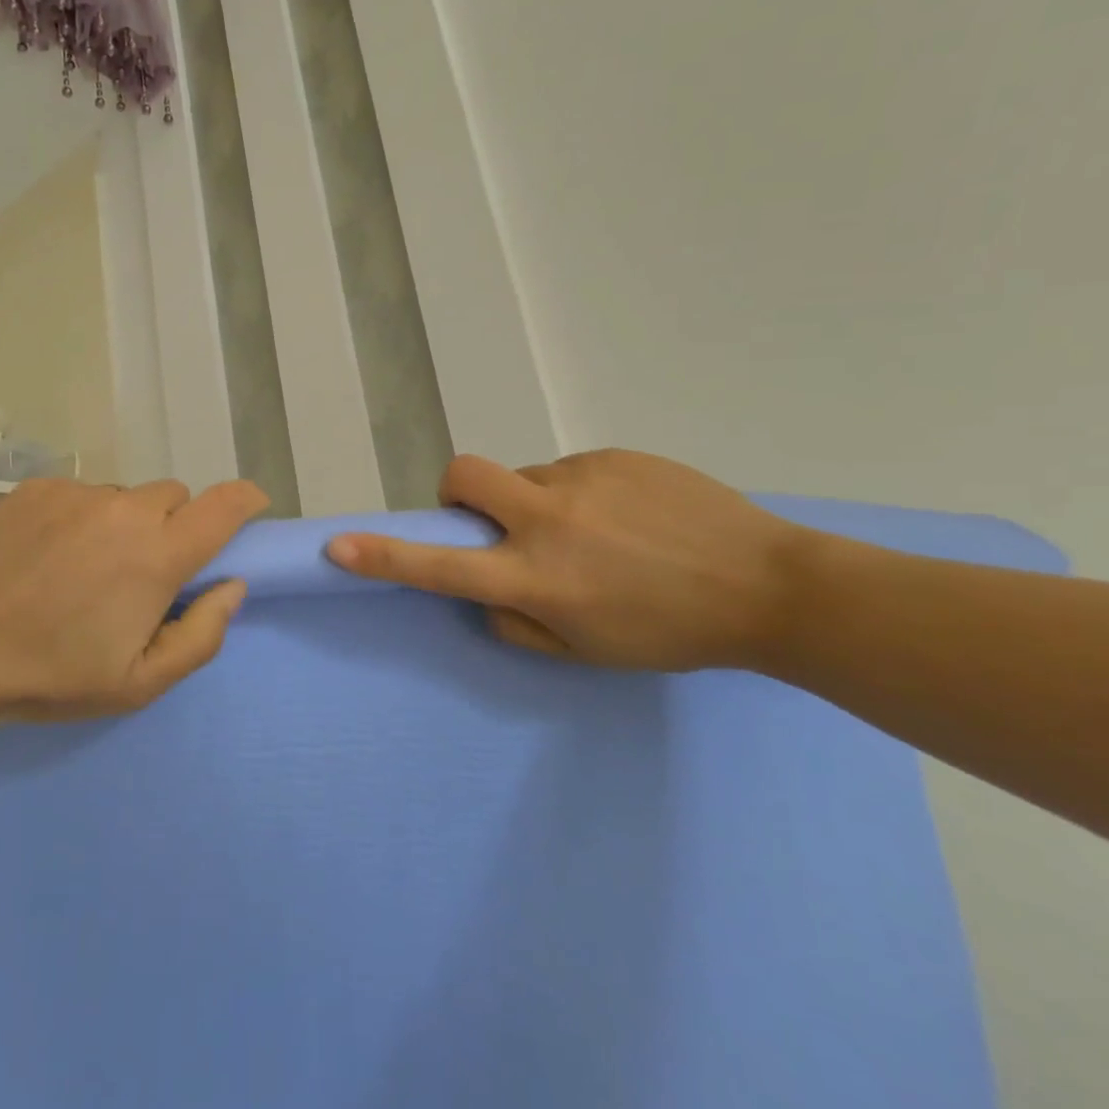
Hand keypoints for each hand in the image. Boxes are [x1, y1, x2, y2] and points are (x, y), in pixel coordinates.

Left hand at [0, 477, 268, 721]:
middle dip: (173, 527)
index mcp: (156, 555)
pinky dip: (78, 518)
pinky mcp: (33, 489)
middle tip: (141, 572)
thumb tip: (231, 586)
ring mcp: (74, 493)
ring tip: (82, 568)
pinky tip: (43, 555)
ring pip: (123, 496)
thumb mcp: (138, 682)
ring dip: (122, 524)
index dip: (246, 501)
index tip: (251, 508)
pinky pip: (77, 494)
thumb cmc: (50, 676)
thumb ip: (201, 634)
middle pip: (174, 497)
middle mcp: (122, 509)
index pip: (224, 506)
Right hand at [327, 451, 807, 671]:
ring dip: (536, 503)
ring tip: (599, 534)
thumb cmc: (673, 634)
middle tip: (489, 518)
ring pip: (525, 478)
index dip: (381, 557)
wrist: (771, 587)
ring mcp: (582, 480)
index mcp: (537, 579)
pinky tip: (631, 518)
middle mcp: (547, 520)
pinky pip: (571, 471)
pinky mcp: (615, 456)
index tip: (337, 545)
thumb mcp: (587, 653)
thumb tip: (488, 594)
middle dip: (456, 491)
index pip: (439, 567)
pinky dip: (580, 495)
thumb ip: (519, 626)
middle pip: (464, 474)